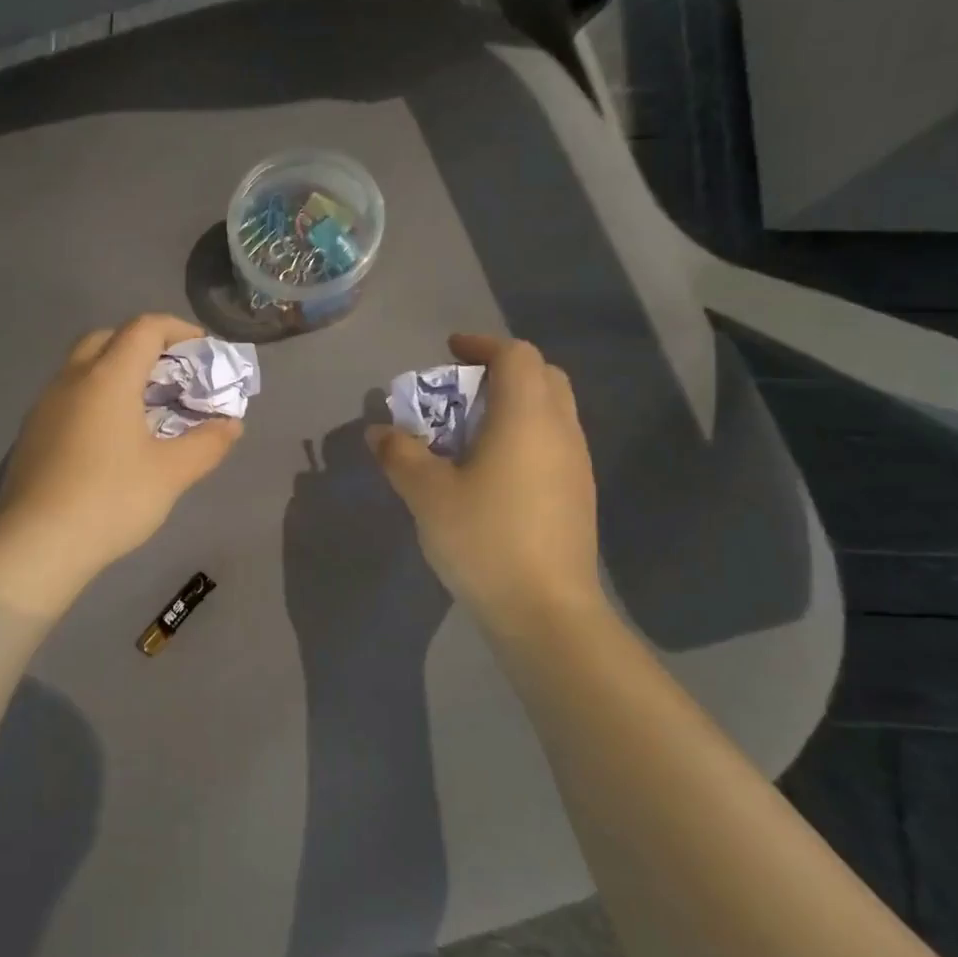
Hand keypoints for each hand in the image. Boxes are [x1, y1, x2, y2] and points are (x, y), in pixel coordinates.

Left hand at [0, 313, 243, 575]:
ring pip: (83, 366)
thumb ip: (207, 444)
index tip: (202, 351)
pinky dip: (95, 397)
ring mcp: (45, 405)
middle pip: (108, 338)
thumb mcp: (170, 473)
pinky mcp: (32, 432)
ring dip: (116, 371)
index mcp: (108, 377)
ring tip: (145, 406)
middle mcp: (72, 379)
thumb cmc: (111, 499)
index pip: (144, 328)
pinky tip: (110, 436)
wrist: (36, 542)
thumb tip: (231, 425)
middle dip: (144, 345)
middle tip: (171, 376)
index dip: (178, 330)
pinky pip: (69, 395)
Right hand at [367, 334, 604, 644]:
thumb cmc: (484, 539)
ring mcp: (576, 465)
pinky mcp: (578, 495)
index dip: (482, 345)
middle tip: (460, 391)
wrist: (546, 611)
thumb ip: (400, 454)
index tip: (450, 351)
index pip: (517, 356)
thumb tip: (379, 432)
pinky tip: (490, 470)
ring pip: (550, 411)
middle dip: (500, 371)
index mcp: (527, 418)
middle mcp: (561, 431)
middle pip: (542, 377)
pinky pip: (552, 442)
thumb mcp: (426, 494)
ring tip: (468, 431)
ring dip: (512, 405)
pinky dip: (522, 435)